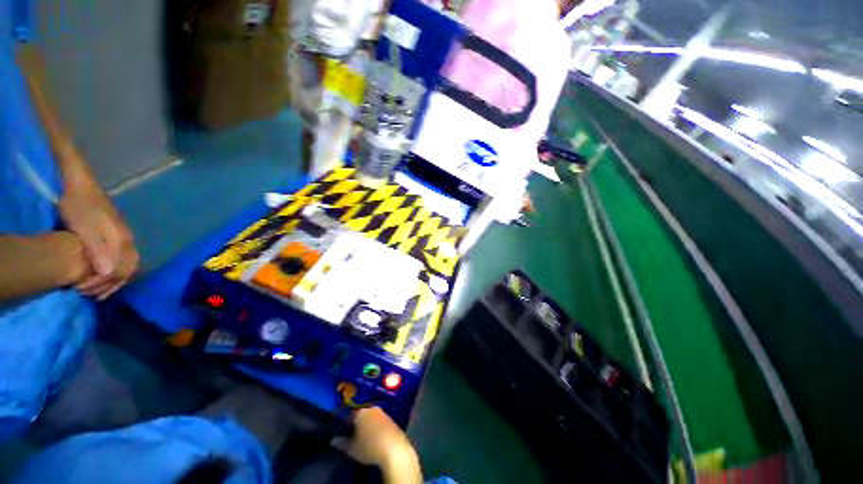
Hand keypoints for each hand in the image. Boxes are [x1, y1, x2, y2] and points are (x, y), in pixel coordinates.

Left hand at [58, 168, 137, 299]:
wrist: (81, 184)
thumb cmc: (79, 205)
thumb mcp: (84, 227)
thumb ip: (98, 250)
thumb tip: (109, 273)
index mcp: (122, 241)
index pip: (121, 270)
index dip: (103, 284)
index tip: (83, 291)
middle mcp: (129, 241)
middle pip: (127, 270)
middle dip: (110, 285)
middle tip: (90, 295)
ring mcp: (125, 238)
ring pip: (126, 266)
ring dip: (113, 280)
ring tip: (97, 290)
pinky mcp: (118, 236)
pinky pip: (122, 259)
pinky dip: (114, 272)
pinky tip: (103, 275)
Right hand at [333, 408, 421, 483]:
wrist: (394, 448)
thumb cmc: (369, 447)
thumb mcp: (352, 448)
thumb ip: (342, 443)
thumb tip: (333, 440)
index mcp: (360, 412)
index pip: (349, 415)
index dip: (345, 424)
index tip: (342, 431)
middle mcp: (372, 409)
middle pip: (361, 414)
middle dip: (357, 423)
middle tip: (352, 434)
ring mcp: (383, 413)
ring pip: (371, 417)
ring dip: (367, 425)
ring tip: (363, 436)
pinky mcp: (391, 419)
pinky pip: (379, 421)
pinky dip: (376, 427)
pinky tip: (375, 437)